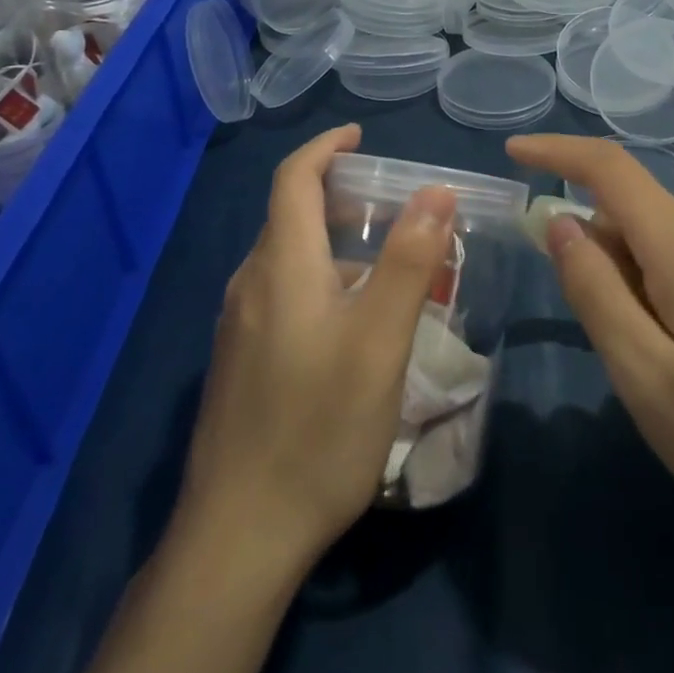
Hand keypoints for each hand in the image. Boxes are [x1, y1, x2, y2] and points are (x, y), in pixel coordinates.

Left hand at [177, 124, 458, 574]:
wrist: (237, 537)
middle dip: (340, 196)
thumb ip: (407, 261)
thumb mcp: (379, 341)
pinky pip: (283, 297)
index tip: (360, 134)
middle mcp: (251, 286)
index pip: (293, 179)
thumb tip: (436, 191)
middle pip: (290, 217)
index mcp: (280, 267)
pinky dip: (321, 283)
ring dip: (334, 245)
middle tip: (395, 207)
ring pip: (289, 261)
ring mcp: (239, 328)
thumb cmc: (317, 428)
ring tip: (388, 267)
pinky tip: (354, 326)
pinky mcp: (241, 364)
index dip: (325, 147)